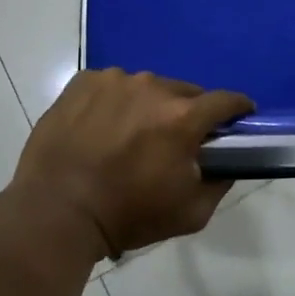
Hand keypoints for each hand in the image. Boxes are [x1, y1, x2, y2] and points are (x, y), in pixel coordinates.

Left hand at [14, 70, 253, 256]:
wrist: (55, 211)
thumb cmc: (127, 215)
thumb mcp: (190, 213)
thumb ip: (219, 184)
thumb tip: (227, 163)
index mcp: (182, 117)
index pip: (226, 101)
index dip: (238, 109)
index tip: (239, 119)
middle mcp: (152, 87)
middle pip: (185, 92)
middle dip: (188, 113)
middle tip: (175, 140)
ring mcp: (114, 80)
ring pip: (147, 87)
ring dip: (149, 106)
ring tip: (131, 136)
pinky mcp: (82, 82)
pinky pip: (111, 86)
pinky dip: (114, 102)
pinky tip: (101, 128)